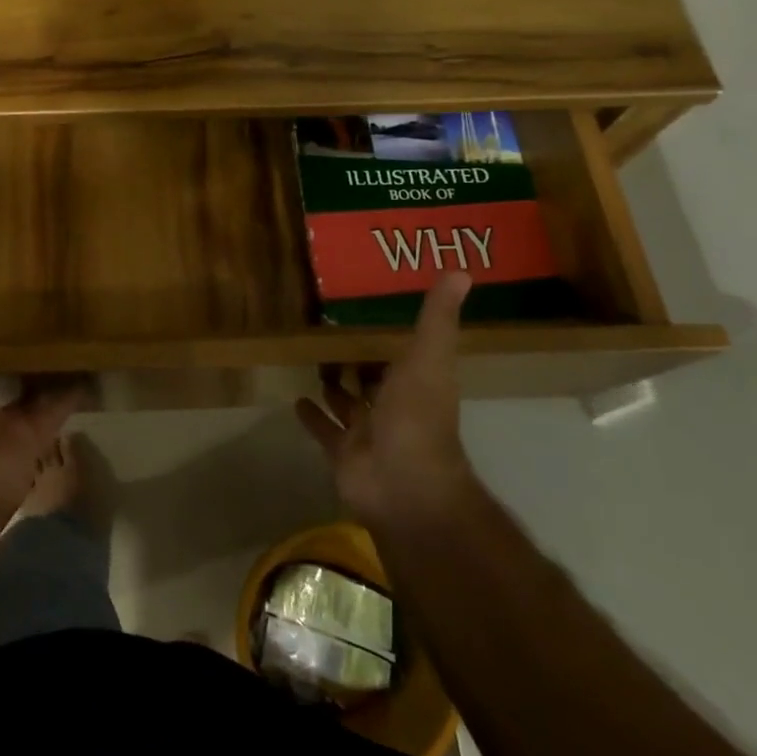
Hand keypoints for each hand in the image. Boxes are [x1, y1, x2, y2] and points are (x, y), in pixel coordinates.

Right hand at [297, 272, 479, 532]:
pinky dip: (311, 415)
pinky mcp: (342, 452)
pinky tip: (295, 398)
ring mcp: (367, 432)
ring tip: (314, 363)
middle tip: (333, 337)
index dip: (390, 339)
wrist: (403, 486)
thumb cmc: (417, 418)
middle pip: (373, 381)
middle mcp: (393, 407)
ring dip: (334, 387)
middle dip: (359, 364)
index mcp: (416, 384)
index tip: (371, 314)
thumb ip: (437, 318)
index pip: (403, 356)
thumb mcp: (428, 358)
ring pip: (347, 404)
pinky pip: (324, 429)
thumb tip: (461, 269)